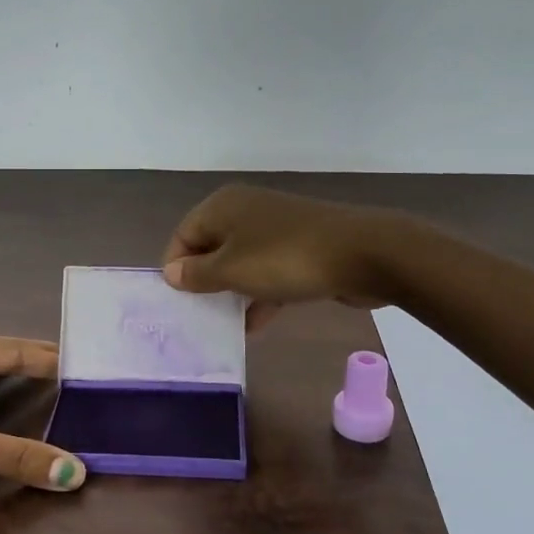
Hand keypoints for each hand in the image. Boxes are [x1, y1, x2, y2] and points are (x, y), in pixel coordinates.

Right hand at [162, 184, 394, 330]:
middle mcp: (245, 211)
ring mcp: (275, 229)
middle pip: (210, 249)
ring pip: (240, 263)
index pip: (183, 235)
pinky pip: (268, 272)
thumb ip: (197, 274)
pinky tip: (254, 326)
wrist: (363, 254)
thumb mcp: (232, 270)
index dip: (176, 268)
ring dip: (231, 293)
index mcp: (223, 207)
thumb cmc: (285, 258)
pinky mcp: (299, 249)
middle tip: (196, 316)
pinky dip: (259, 295)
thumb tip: (171, 273)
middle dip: (203, 283)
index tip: (178, 302)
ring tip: (221, 326)